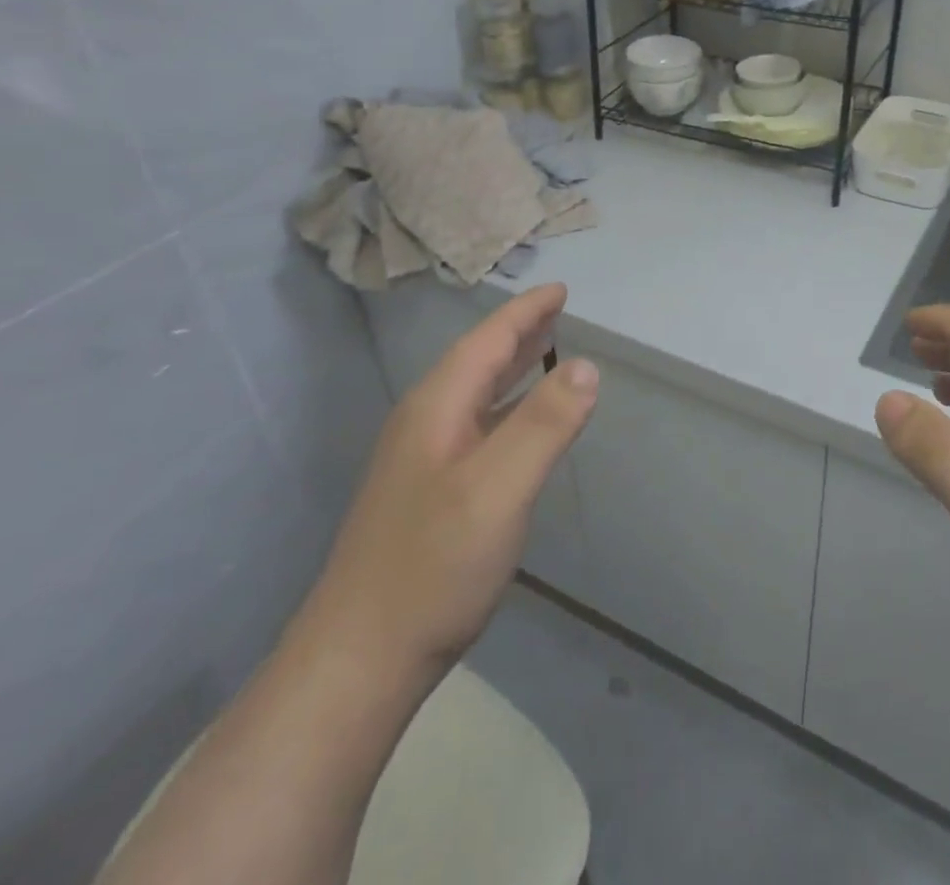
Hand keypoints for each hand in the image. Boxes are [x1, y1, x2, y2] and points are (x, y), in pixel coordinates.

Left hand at [297, 283, 596, 691]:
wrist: (361, 660)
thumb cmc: (434, 565)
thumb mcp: (499, 488)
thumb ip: (545, 423)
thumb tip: (588, 365)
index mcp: (437, 408)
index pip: (487, 341)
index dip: (526, 313)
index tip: (561, 290)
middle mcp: (426, 424)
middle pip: (479, 362)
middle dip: (520, 333)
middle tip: (559, 312)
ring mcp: (424, 461)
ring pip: (477, 396)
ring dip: (514, 368)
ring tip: (549, 351)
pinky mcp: (430, 494)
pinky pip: (478, 427)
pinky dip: (509, 408)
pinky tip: (523, 424)